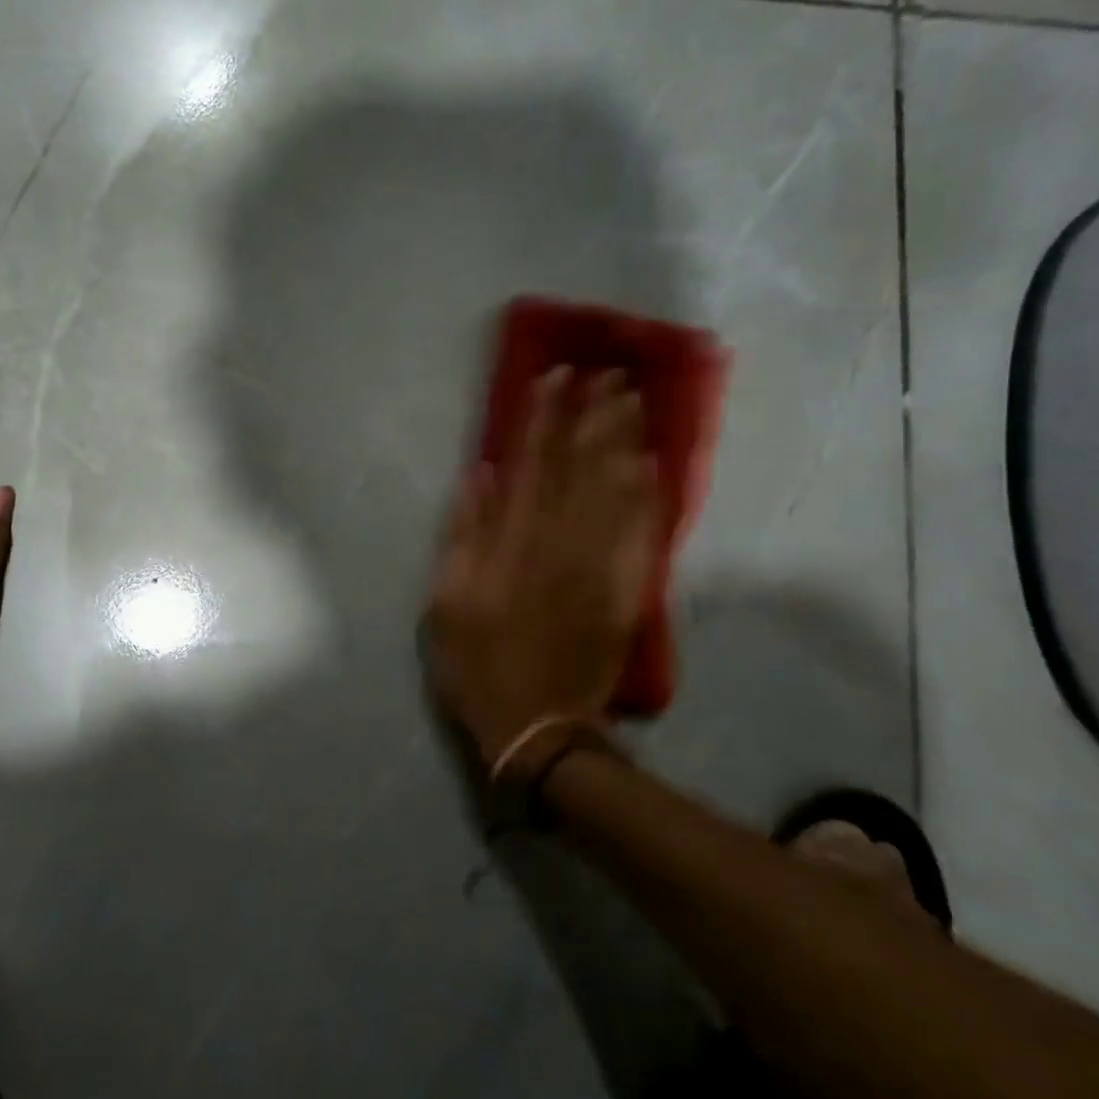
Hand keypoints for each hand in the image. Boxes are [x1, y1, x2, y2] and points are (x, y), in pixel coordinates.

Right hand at [425, 366, 658, 765]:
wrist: (538, 725)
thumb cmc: (478, 663)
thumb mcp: (447, 602)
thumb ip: (464, 535)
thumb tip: (483, 476)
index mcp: (514, 545)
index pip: (532, 465)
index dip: (543, 418)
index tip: (554, 377)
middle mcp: (562, 545)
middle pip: (581, 468)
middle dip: (592, 416)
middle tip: (607, 372)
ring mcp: (600, 566)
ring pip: (616, 491)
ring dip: (624, 442)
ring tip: (632, 400)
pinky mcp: (626, 589)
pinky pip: (642, 533)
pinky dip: (648, 496)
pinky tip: (652, 465)